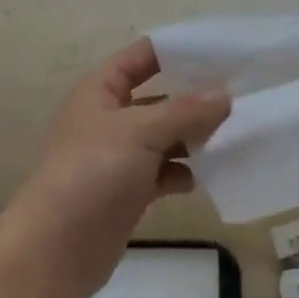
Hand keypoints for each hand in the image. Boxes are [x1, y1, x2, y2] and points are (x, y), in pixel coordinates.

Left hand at [1, 37, 229, 297]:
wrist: (57, 247)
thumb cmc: (93, 172)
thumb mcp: (141, 131)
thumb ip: (186, 111)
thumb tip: (225, 94)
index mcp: (100, 91)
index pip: (141, 56)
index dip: (177, 50)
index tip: (222, 50)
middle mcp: (108, 118)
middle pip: (158, 98)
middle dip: (194, 98)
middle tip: (241, 96)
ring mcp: (118, 157)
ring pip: (164, 138)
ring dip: (194, 138)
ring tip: (234, 136)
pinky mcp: (128, 191)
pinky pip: (163, 173)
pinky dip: (183, 173)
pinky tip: (207, 177)